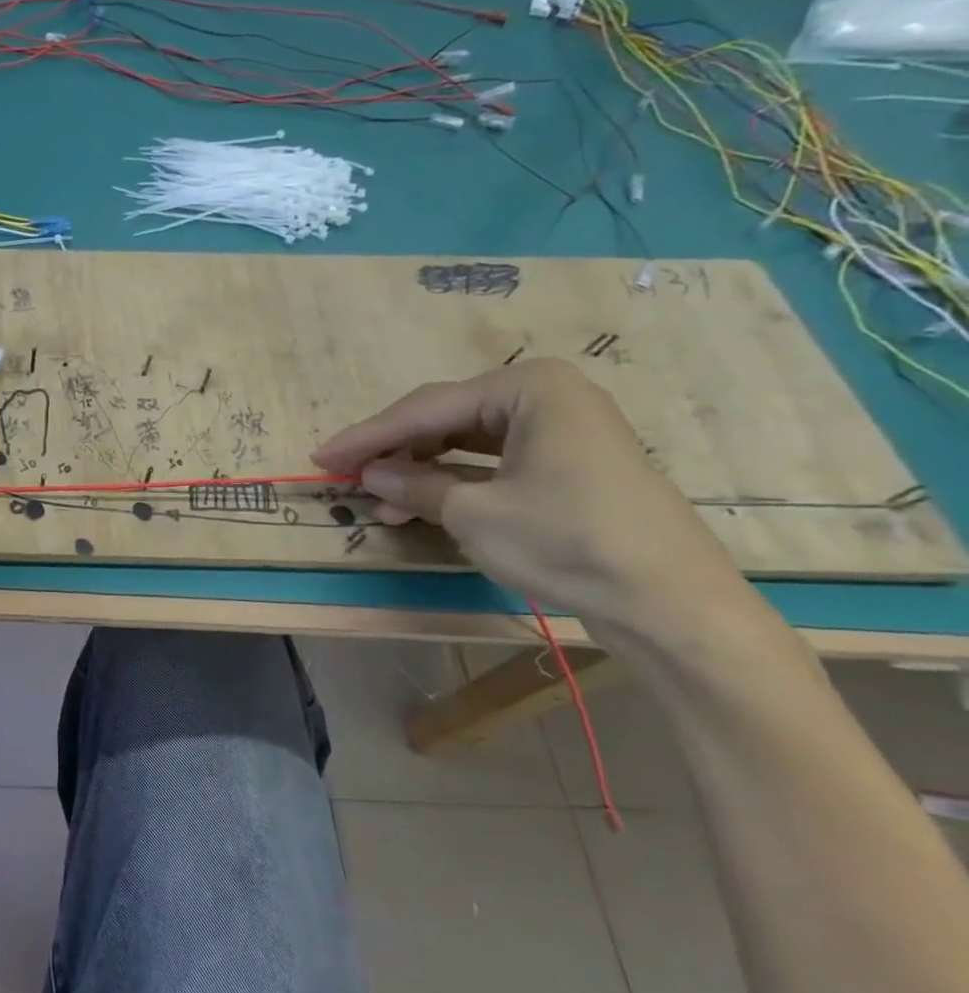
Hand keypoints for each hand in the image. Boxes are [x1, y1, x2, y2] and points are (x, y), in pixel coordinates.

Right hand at [311, 358, 742, 625]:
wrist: (673, 605)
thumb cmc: (567, 540)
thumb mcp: (474, 513)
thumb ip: (414, 485)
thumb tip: (369, 472)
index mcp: (528, 388)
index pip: (425, 409)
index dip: (366, 436)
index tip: (320, 457)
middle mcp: (546, 397)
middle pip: (445, 419)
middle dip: (393, 450)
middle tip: (345, 474)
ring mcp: (561, 432)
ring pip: (465, 443)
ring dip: (419, 471)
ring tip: (378, 501)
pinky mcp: (569, 467)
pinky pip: (492, 464)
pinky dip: (454, 483)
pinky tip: (419, 505)